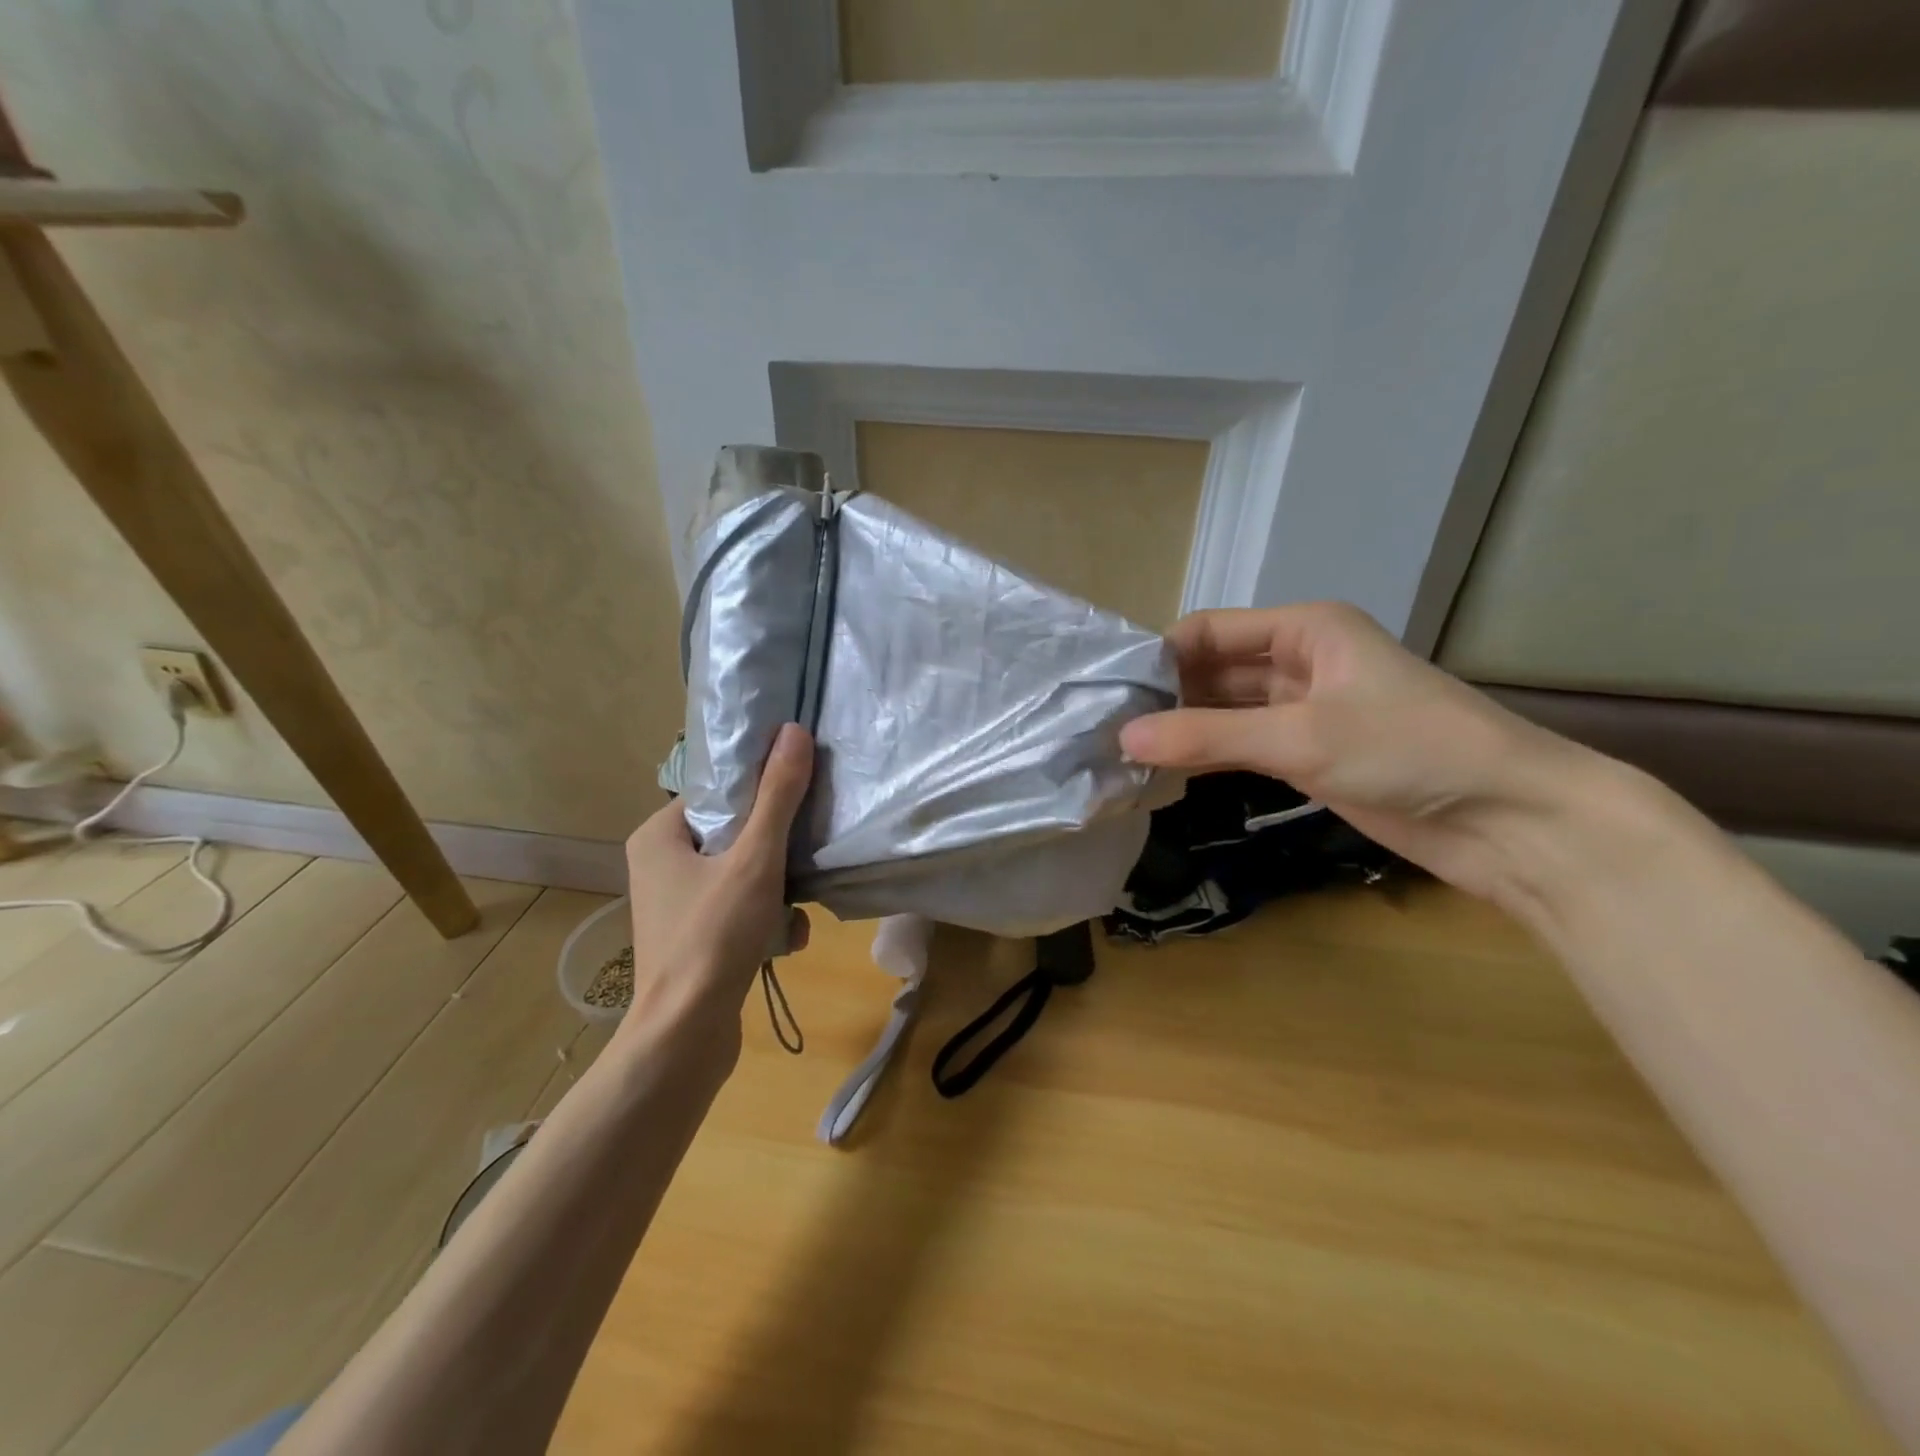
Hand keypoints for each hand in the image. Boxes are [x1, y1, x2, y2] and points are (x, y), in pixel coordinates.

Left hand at [622, 724, 813, 1057]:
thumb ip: (777, 796)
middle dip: (776, 851)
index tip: (798, 803)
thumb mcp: (754, 859)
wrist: (685, 1037)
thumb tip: (794, 731)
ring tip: (796, 910)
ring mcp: (675, 904)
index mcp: (658, 835)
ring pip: (742, 872)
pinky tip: (787, 939)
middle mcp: (659, 864)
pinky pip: (738, 908)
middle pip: (735, 832)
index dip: (761, 793)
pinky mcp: (692, 936)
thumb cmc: (713, 937)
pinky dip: (765, 918)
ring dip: (778, 888)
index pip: (719, 792)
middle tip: (802, 859)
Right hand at [1120, 603, 1589, 900]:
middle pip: (1214, 670)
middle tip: (1106, 727)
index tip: (1108, 691)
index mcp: (1305, 629)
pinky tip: (1165, 773)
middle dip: (1166, 696)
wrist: (1508, 820)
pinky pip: (1242, 747)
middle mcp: (1300, 661)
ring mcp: (1304, 712)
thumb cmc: (1410, 751)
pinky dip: (1208, 757)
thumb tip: (1123, 736)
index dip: (1160, 656)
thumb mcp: (1301, 737)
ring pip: (1226, 712)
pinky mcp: (1309, 756)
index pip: (1210, 631)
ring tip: (1123, 752)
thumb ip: (1208, 736)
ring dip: (1183, 730)